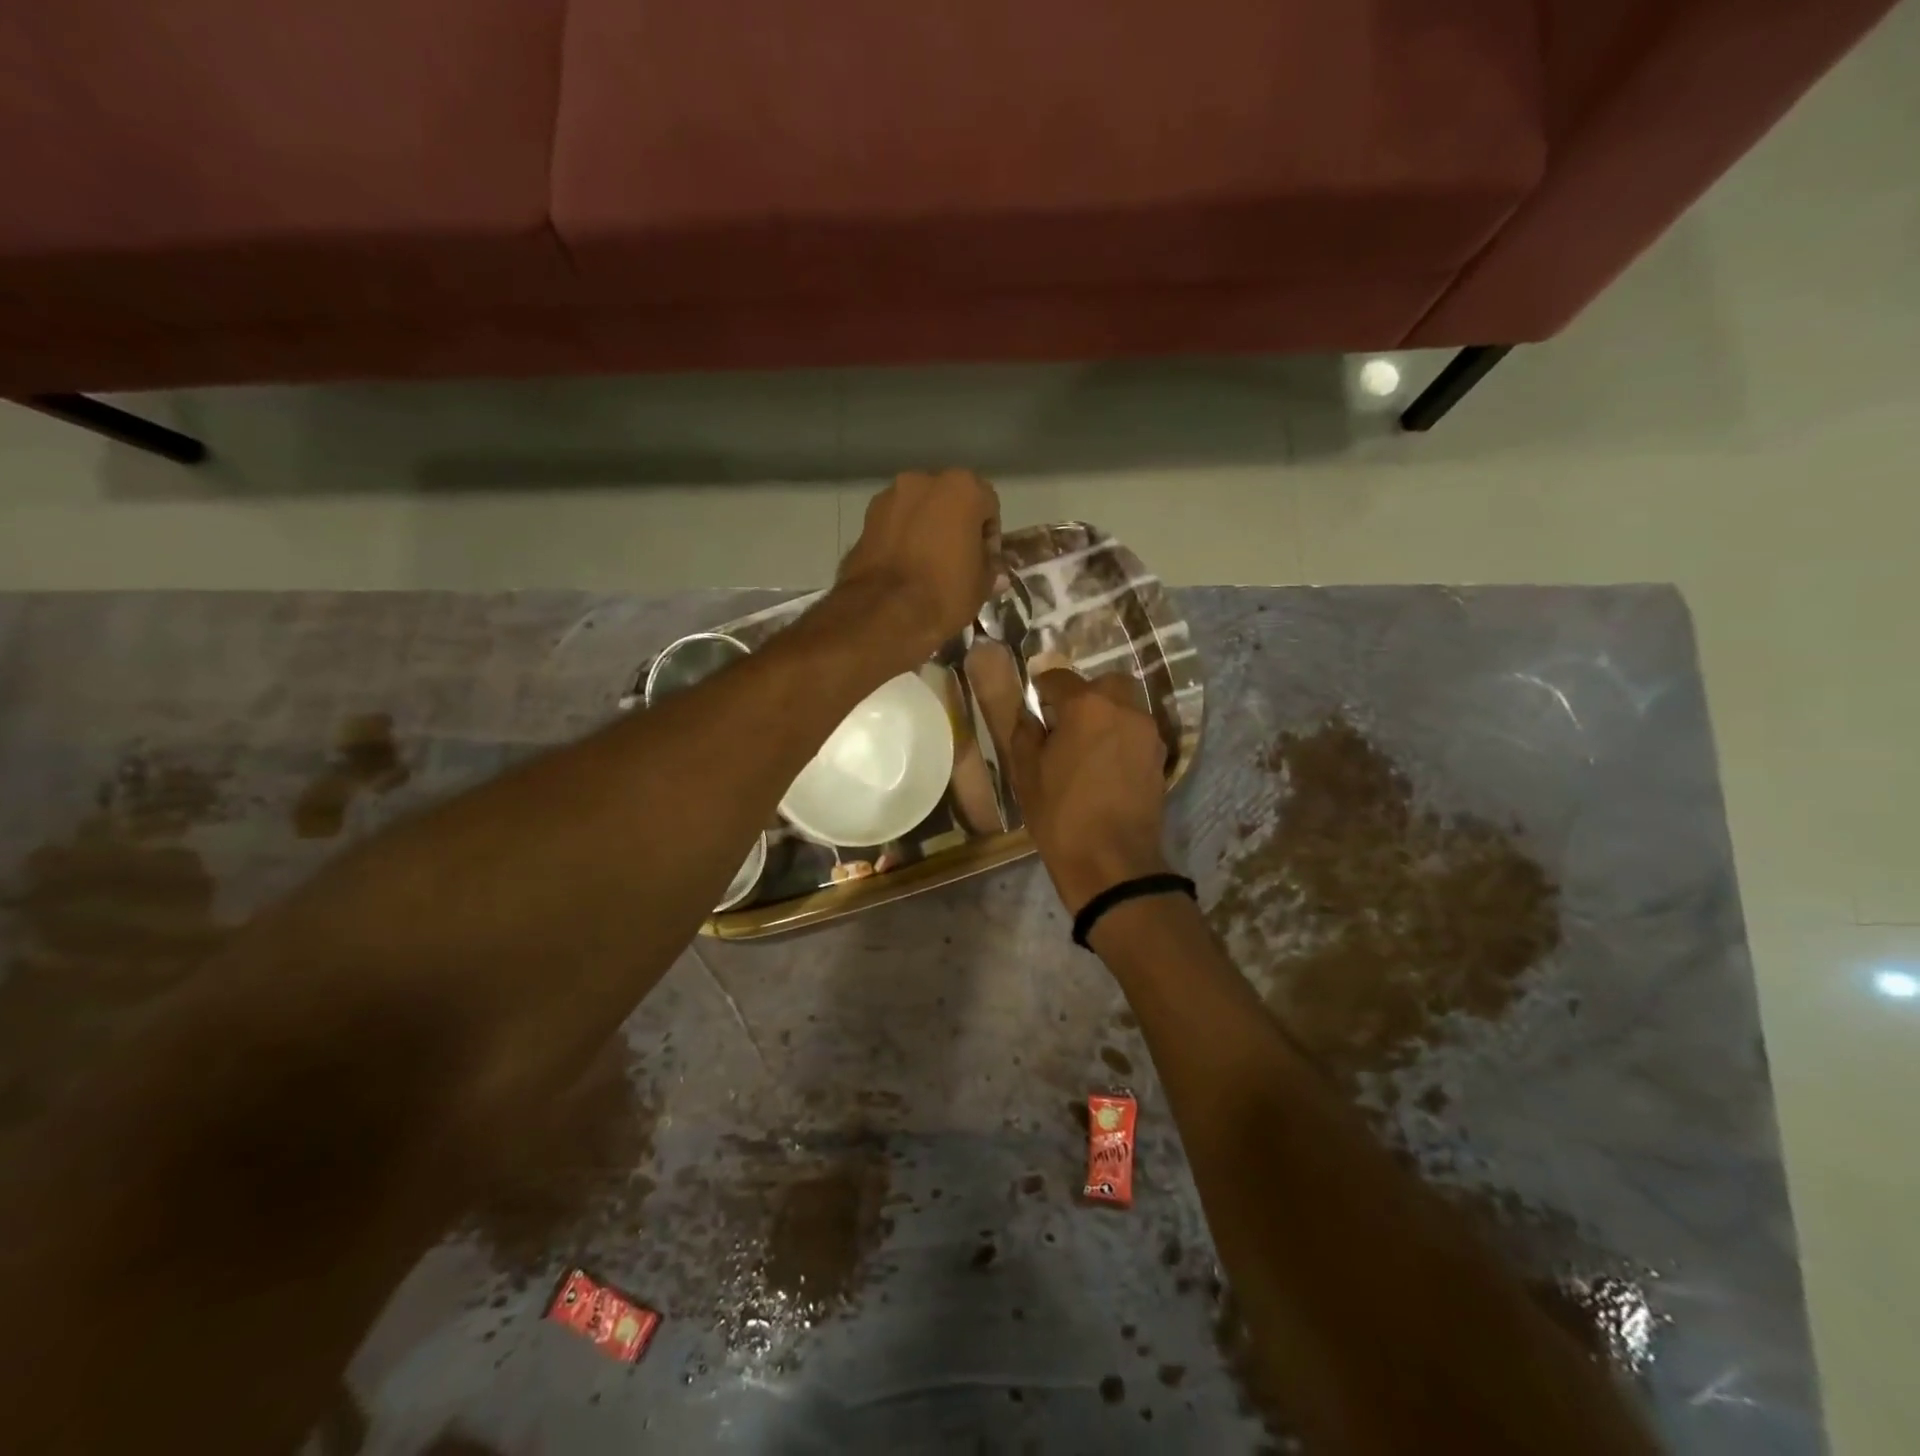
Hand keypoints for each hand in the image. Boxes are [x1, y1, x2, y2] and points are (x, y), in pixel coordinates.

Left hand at [837, 469, 1000, 668]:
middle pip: (950, 501)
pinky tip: (905, 568)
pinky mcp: (866, 519)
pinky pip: (895, 525)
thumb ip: (990, 570)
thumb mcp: (981, 586)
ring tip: (928, 565)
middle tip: (958, 560)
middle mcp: (923, 480)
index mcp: (962, 488)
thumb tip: (996, 573)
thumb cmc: (944, 592)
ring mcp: (890, 497)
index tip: (985, 562)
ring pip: (919, 510)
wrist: (884, 612)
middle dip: (956, 526)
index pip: (988, 505)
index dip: (989, 536)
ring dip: (927, 529)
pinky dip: (903, 539)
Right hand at [969, 644, 1169, 910]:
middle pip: (1104, 684)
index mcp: (1086, 706)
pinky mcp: (1160, 758)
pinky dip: (1121, 737)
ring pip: (1127, 706)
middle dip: (1084, 694)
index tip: (1034, 704)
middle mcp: (1124, 709)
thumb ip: (1025, 733)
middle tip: (1065, 721)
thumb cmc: (1060, 814)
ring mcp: (1148, 733)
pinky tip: (1104, 764)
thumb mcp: (1026, 773)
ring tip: (1086, 745)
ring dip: (1107, 714)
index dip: (1042, 689)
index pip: (1059, 678)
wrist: (1111, 862)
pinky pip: (1137, 732)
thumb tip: (1031, 716)